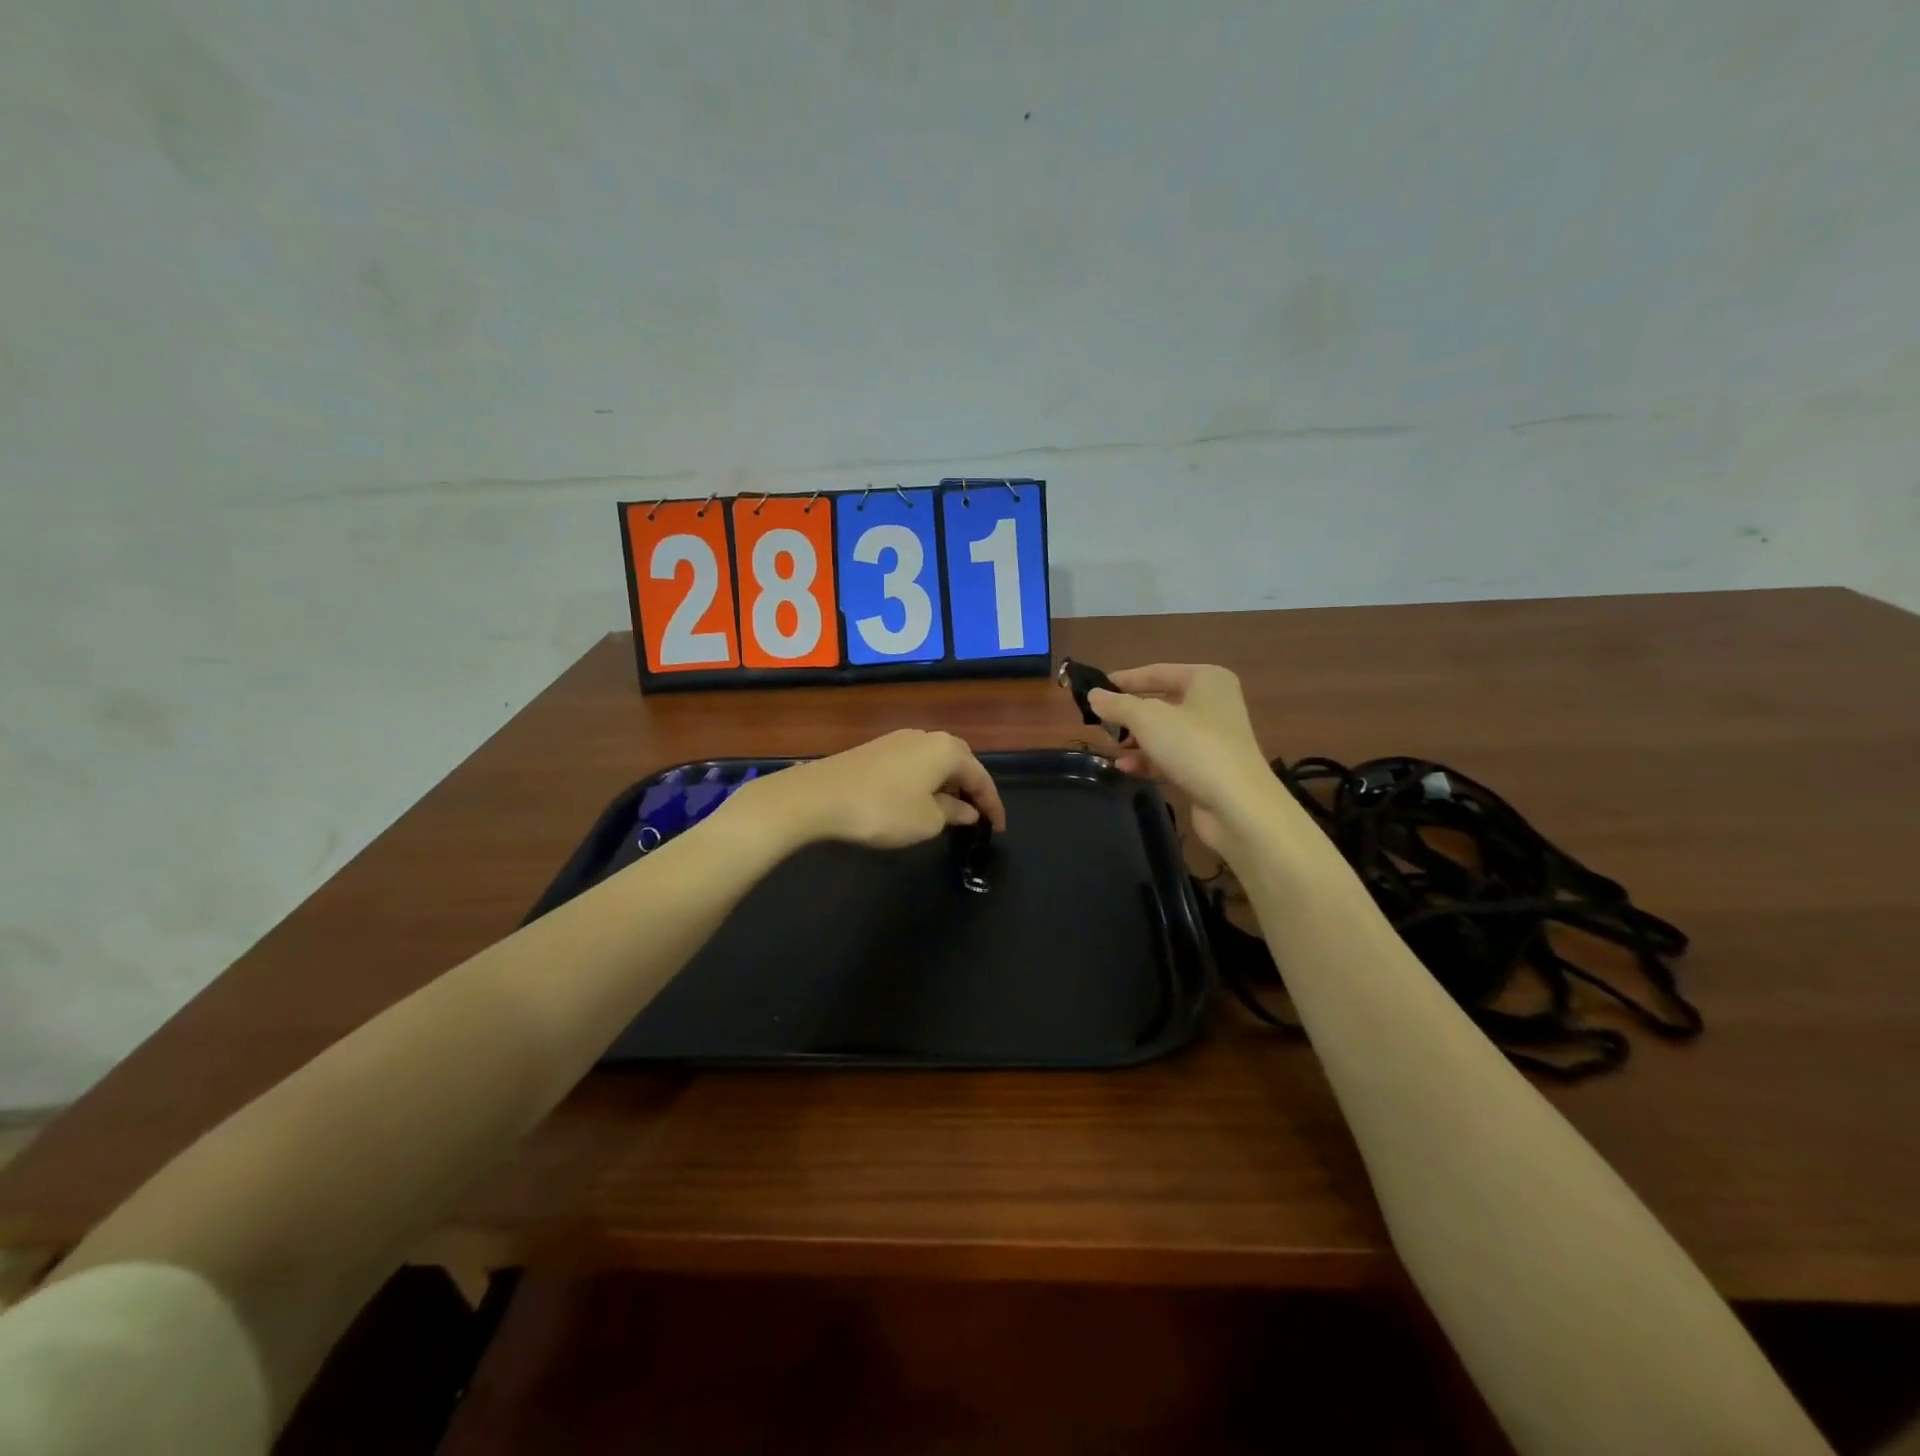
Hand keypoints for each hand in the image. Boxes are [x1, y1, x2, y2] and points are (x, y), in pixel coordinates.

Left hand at [722, 730, 1006, 850]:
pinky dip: (924, 781)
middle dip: (971, 787)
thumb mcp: (926, 821)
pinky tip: (918, 799)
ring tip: (950, 810)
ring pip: (934, 761)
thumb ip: (952, 813)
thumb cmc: (882, 810)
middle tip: (977, 814)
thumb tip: (966, 810)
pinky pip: (913, 764)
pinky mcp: (875, 749)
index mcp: (947, 750)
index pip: (981, 777)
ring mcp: (897, 740)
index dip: (992, 805)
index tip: (997, 829)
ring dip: (946, 783)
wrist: (817, 797)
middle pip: (960, 761)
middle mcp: (925, 736)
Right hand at [1087, 665, 1281, 850]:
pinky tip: (1125, 768)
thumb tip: (1093, 695)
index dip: (1124, 680)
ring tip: (1109, 747)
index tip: (1094, 689)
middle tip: (1099, 722)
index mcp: (1206, 679)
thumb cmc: (1194, 747)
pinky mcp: (1208, 767)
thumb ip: (1117, 705)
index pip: (1157, 672)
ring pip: (1165, 732)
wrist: (1237, 804)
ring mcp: (1213, 737)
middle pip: (1160, 703)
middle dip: (1129, 715)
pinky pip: (1171, 756)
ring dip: (1136, 740)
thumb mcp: (1147, 719)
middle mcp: (1213, 703)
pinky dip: (1149, 761)